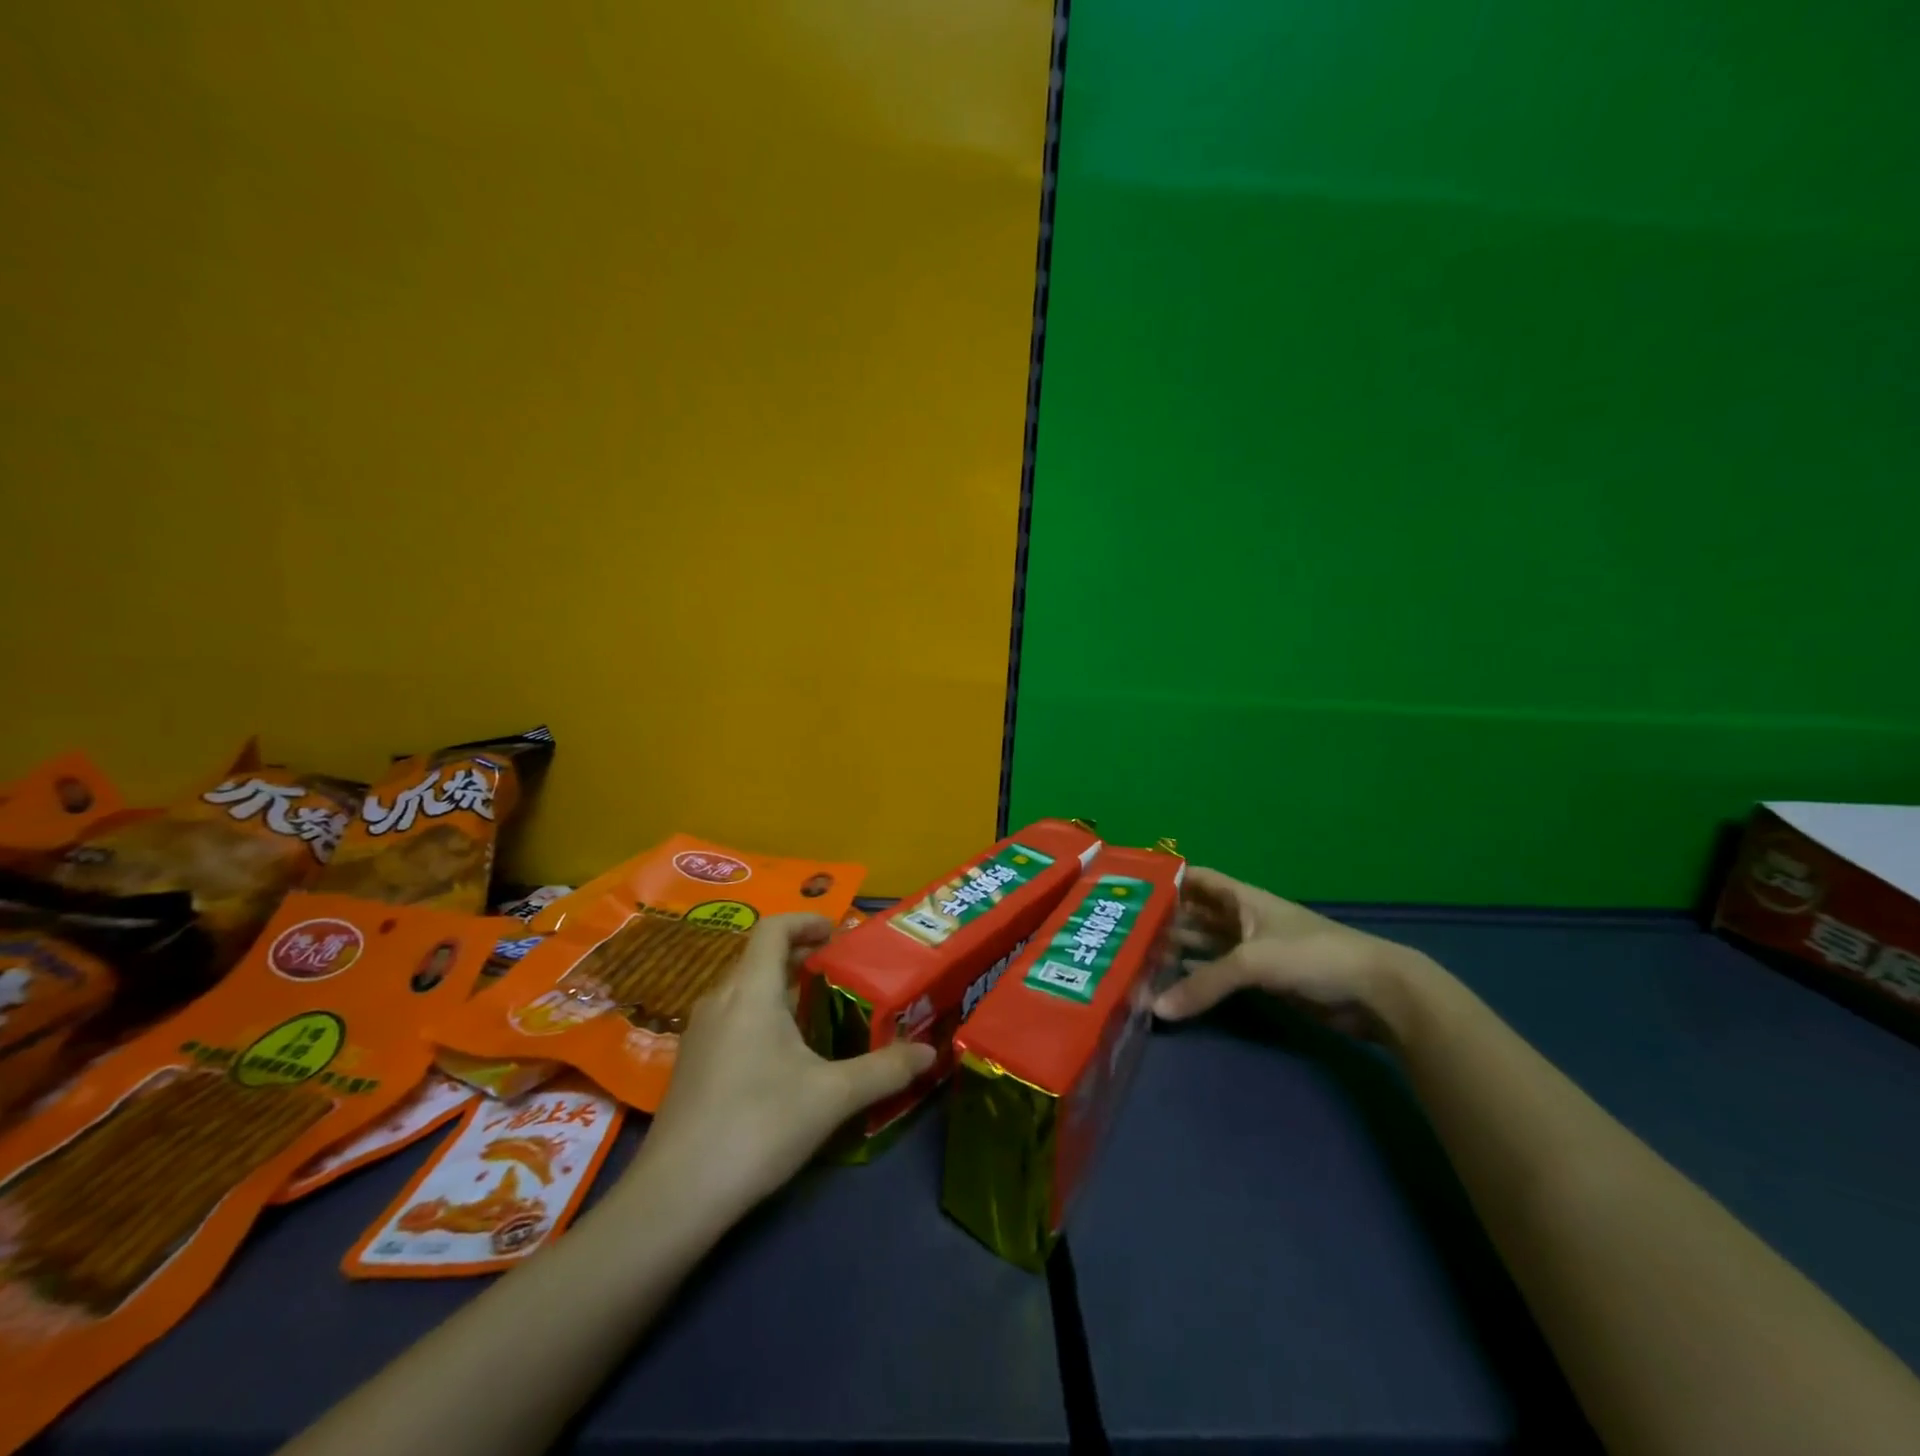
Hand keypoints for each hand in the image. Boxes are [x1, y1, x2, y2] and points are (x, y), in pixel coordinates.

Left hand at [632, 913, 934, 1217]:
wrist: (676, 1195)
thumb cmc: (758, 1126)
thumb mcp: (832, 1096)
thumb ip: (884, 1070)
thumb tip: (930, 1053)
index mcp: (751, 991)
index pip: (774, 928)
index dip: (806, 920)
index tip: (838, 933)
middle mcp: (720, 999)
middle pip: (760, 956)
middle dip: (801, 956)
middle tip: (841, 972)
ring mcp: (700, 1033)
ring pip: (745, 988)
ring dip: (781, 987)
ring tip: (819, 1010)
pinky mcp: (692, 1063)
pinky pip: (732, 1016)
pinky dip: (762, 1014)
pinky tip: (784, 1055)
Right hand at [1154, 866, 1433, 1042]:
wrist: (1373, 991)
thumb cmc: (1312, 955)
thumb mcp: (1253, 961)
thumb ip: (1204, 984)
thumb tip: (1156, 1008)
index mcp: (1241, 898)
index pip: (1196, 879)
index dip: (1166, 880)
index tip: (1130, 889)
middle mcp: (1242, 918)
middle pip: (1196, 913)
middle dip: (1164, 920)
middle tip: (1122, 932)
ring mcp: (1252, 949)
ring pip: (1205, 945)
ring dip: (1177, 951)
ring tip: (1137, 959)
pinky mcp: (1262, 979)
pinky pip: (1219, 973)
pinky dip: (1197, 979)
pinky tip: (1171, 987)